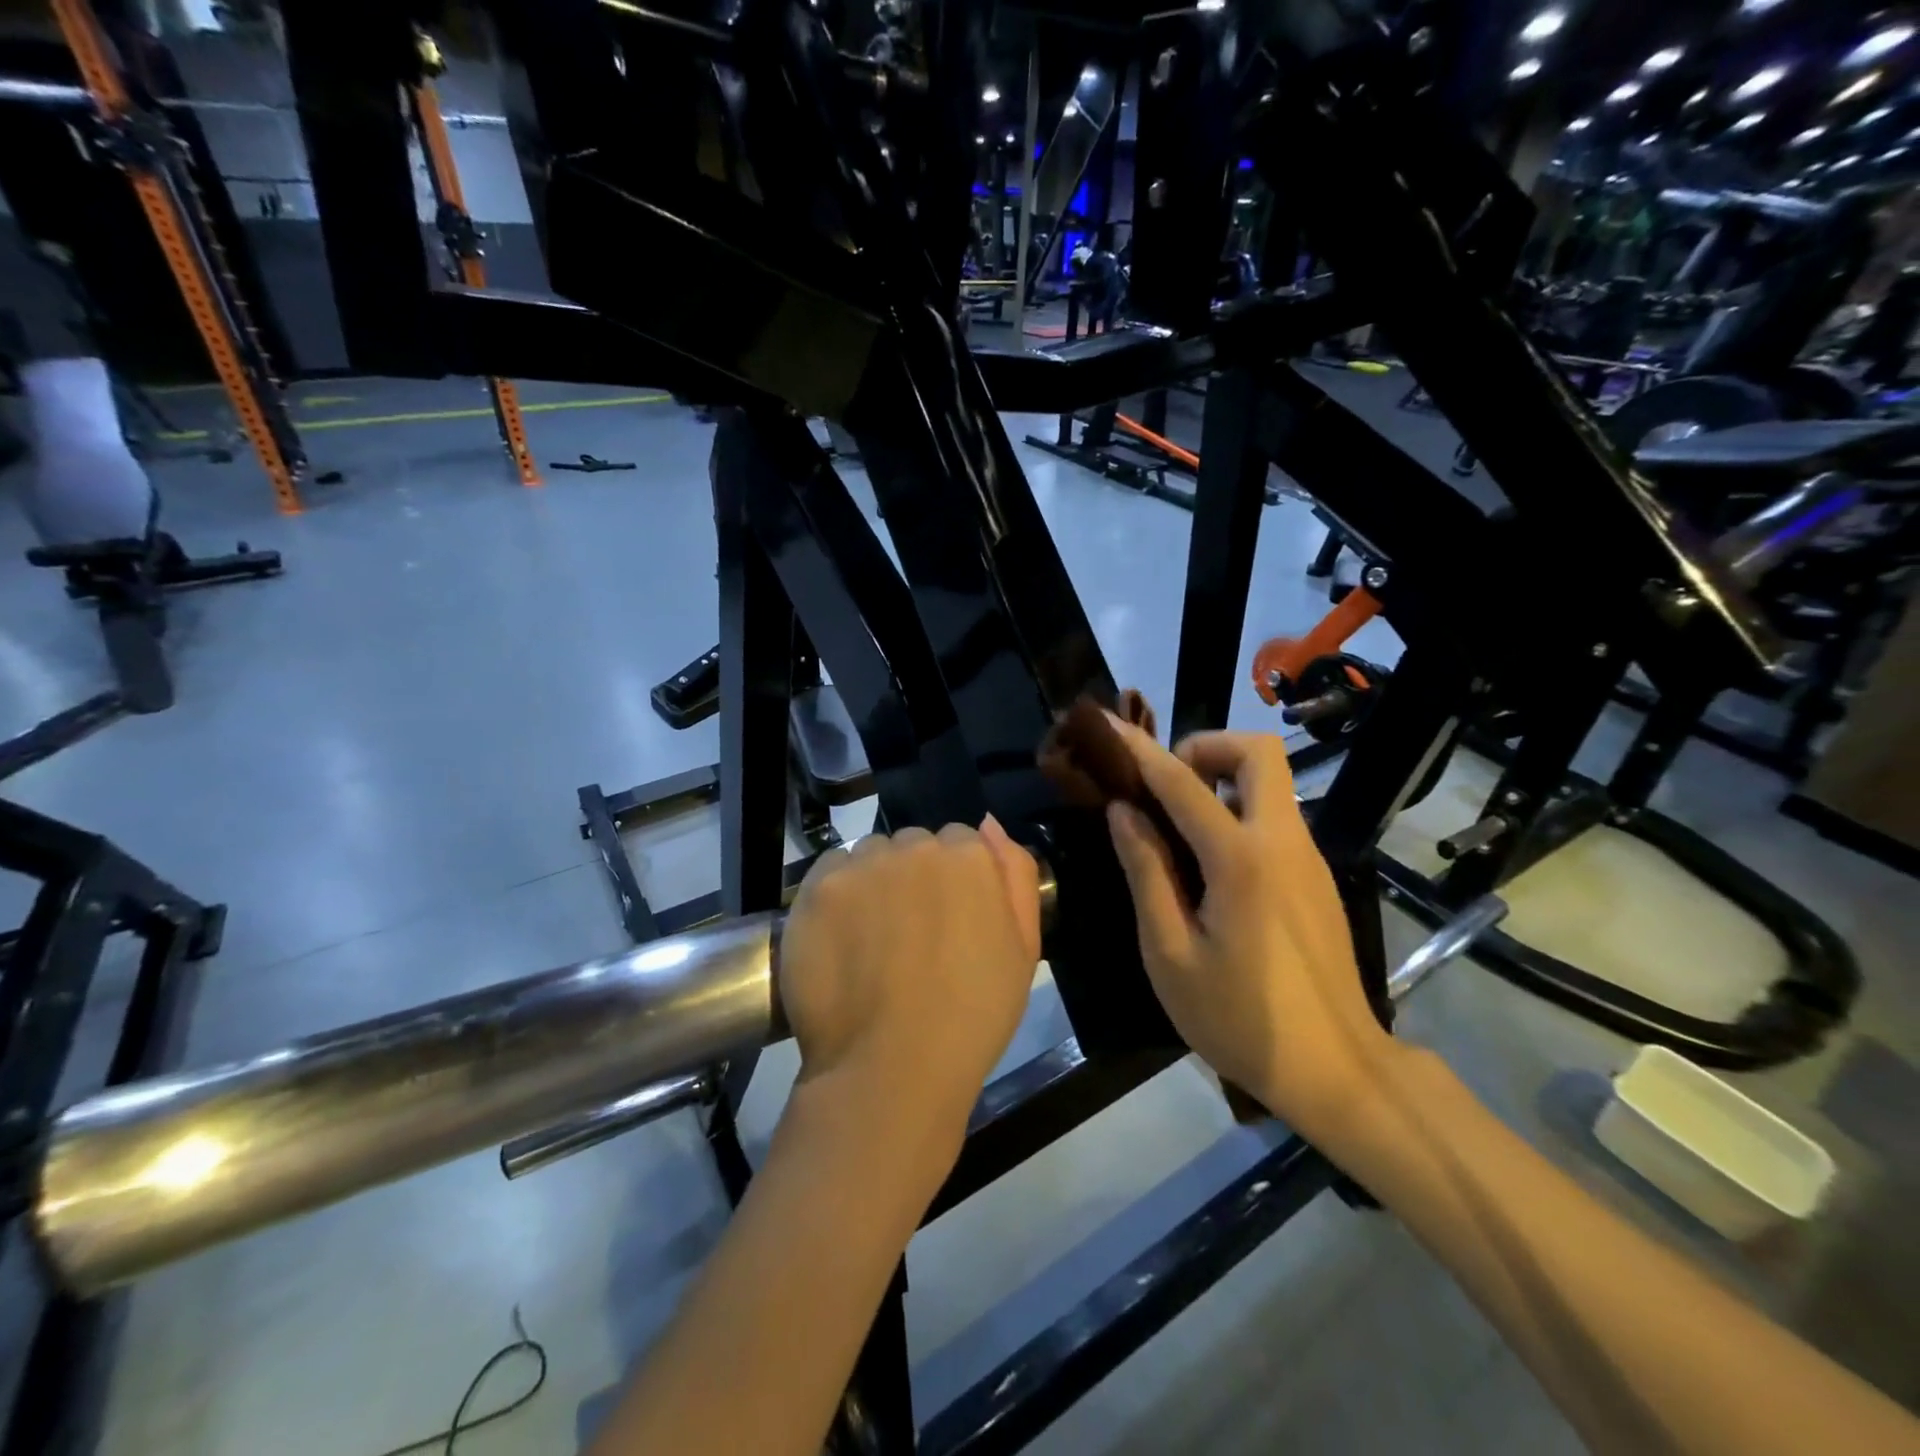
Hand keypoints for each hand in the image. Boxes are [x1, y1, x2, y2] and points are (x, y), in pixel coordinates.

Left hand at [778, 820, 1041, 1149]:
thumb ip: (1015, 874)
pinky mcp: (819, 886)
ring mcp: (864, 864)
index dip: (955, 883)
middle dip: (915, 876)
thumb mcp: (1023, 949)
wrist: (892, 1069)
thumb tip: (990, 822)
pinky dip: (837, 894)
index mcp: (970, 857)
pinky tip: (842, 937)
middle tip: (910, 934)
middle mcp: (916, 846)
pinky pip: (831, 869)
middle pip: (914, 845)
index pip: (961, 843)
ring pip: (872, 854)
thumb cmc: (972, 1017)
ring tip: (871, 939)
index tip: (947, 922)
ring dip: (875, 880)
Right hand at [1103, 724, 1401, 1142]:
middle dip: (1205, 748)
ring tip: (1174, 828)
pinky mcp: (1316, 877)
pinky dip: (1237, 812)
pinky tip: (1208, 866)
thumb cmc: (1239, 1019)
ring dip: (1221, 780)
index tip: (1106, 725)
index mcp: (1241, 860)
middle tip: (1164, 786)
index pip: (1182, 782)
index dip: (1139, 750)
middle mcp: (1283, 842)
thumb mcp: (1170, 953)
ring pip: (1270, 782)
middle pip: (1258, 752)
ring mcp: (1308, 857)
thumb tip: (1124, 812)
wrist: (1336, 1070)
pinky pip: (1275, 817)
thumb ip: (1146, 872)